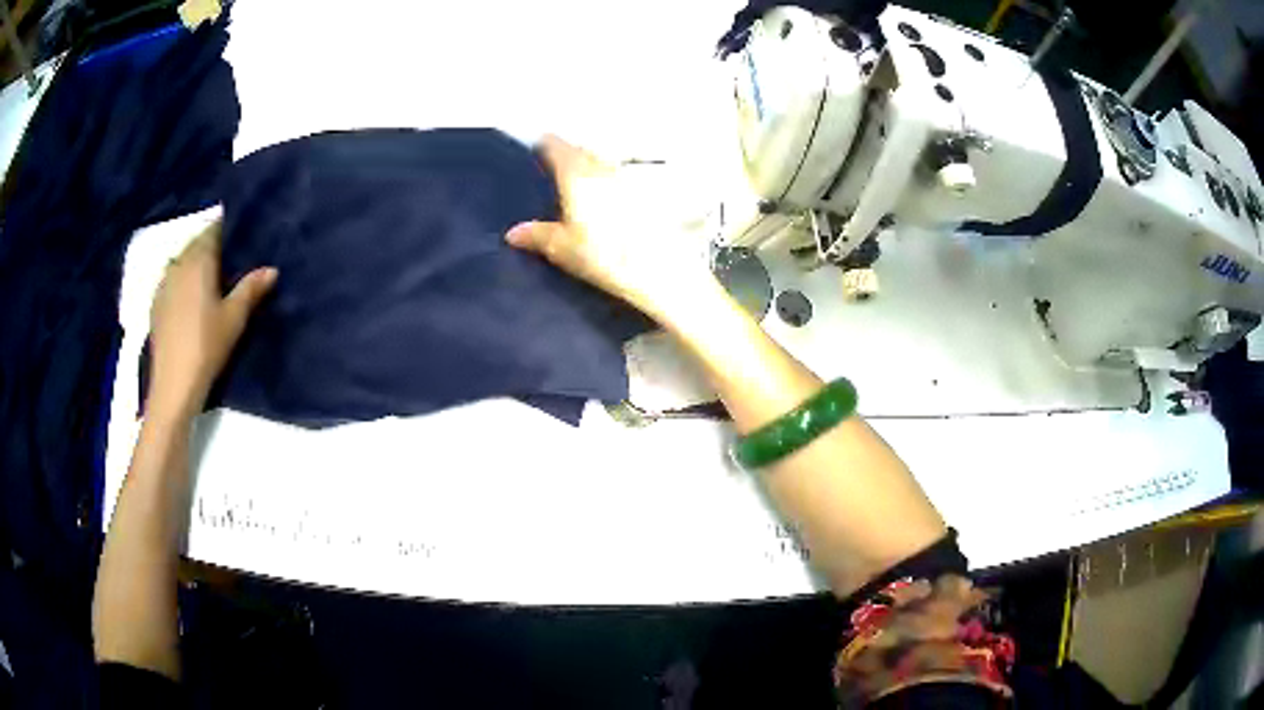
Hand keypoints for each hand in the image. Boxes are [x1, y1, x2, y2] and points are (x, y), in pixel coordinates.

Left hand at [148, 221, 276, 420]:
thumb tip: (272, 269)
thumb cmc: (206, 346)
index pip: (211, 230)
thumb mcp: (234, 319)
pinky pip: (170, 279)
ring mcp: (163, 284)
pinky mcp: (155, 304)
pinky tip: (188, 296)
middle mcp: (178, 264)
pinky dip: (180, 279)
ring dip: (193, 261)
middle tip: (227, 254)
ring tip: (208, 274)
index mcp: (199, 261)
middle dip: (209, 244)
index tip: (238, 232)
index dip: (225, 227)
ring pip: (180, 260)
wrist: (174, 383)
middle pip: (194, 243)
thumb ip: (251, 290)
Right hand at [505, 136, 721, 324]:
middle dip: (569, 153)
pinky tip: (607, 199)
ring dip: (590, 165)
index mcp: (577, 175)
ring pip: (603, 162)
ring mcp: (627, 179)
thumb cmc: (602, 255)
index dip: (546, 145)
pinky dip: (608, 182)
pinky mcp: (645, 195)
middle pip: (582, 151)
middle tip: (555, 166)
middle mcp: (602, 169)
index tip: (537, 149)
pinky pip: (619, 178)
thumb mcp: (563, 248)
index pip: (557, 147)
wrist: (657, 270)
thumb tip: (512, 233)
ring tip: (579, 182)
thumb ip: (537, 235)